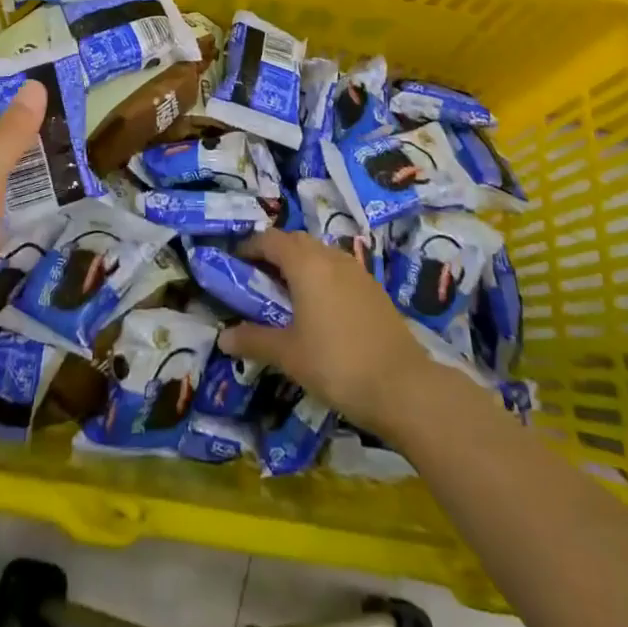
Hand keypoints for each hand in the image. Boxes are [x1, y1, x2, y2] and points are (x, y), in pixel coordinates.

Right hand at [218, 229, 432, 434]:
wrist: (403, 387)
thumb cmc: (337, 364)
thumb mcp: (289, 355)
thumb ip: (254, 341)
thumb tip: (223, 338)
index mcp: (306, 263)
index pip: (271, 239)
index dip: (250, 246)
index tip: (234, 262)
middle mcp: (330, 257)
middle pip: (296, 241)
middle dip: (274, 253)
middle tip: (257, 278)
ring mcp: (356, 271)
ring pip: (320, 253)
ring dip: (300, 263)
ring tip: (286, 293)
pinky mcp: (373, 289)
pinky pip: (338, 270)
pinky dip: (321, 277)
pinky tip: (320, 308)